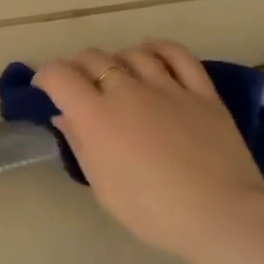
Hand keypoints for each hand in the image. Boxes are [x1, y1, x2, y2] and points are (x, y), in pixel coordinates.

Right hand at [35, 42, 263, 260]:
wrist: (219, 214)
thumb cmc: (152, 211)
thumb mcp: (103, 186)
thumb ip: (80, 144)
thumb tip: (65, 116)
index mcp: (97, 116)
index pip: (60, 76)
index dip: (46, 76)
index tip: (44, 88)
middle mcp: (127, 91)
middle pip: (94, 58)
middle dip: (78, 67)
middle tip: (79, 86)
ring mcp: (168, 87)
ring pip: (134, 53)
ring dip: (117, 59)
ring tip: (117, 74)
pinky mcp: (202, 92)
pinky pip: (178, 56)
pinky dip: (160, 49)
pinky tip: (153, 54)